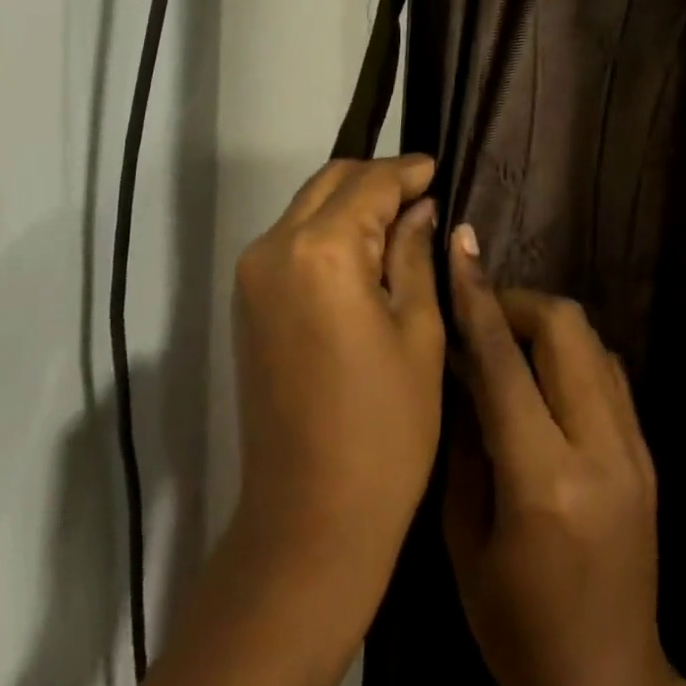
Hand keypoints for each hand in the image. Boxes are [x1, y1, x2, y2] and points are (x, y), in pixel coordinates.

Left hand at [228, 154, 445, 619]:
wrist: (309, 518)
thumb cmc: (384, 429)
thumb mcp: (418, 333)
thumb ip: (415, 255)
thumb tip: (420, 208)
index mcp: (323, 250)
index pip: (370, 183)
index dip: (408, 171)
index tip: (438, 167)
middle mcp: (275, 246)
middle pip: (330, 182)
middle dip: (377, 180)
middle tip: (423, 195)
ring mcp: (253, 274)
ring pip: (308, 207)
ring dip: (351, 204)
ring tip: (400, 223)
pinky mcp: (247, 300)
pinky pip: (292, 240)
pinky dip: (328, 231)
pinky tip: (365, 252)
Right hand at [444, 226, 685, 685]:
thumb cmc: (517, 628)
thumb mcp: (464, 539)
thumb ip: (463, 441)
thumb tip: (460, 367)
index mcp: (544, 479)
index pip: (504, 361)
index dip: (477, 297)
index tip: (461, 247)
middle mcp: (600, 450)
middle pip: (566, 328)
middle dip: (518, 302)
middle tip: (480, 316)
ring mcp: (634, 449)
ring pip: (593, 341)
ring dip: (545, 324)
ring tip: (506, 344)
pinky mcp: (647, 454)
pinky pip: (608, 372)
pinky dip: (570, 354)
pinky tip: (541, 377)